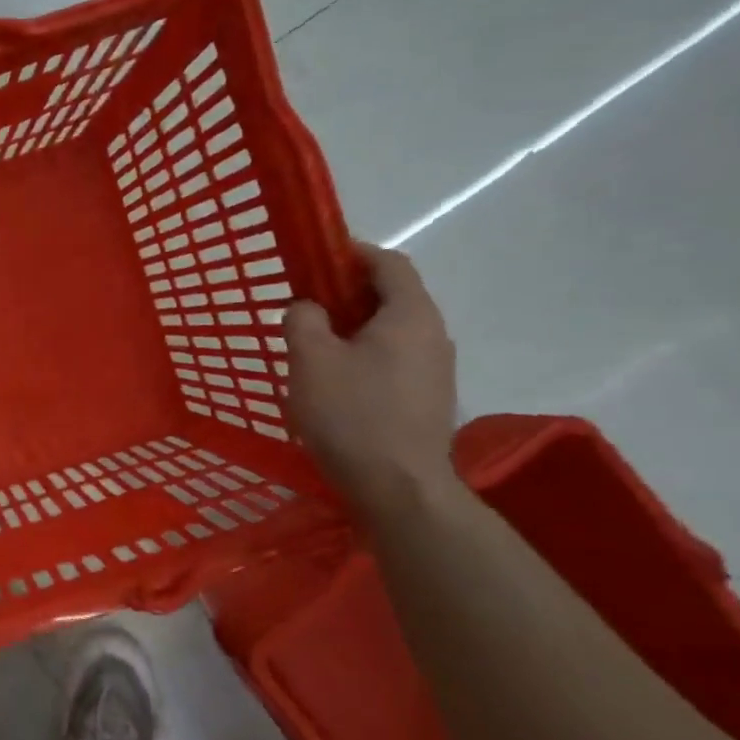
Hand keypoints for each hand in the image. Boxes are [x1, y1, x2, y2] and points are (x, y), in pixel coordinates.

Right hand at [285, 243, 459, 515]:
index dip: (353, 253)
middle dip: (348, 293)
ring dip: (355, 328)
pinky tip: (336, 382)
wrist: (399, 487)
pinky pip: (395, 360)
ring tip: (314, 345)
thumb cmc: (352, 414)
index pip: (389, 263)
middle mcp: (434, 335)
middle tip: (305, 304)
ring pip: (392, 331)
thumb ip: (303, 320)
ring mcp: (437, 370)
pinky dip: (365, 355)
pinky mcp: (428, 399)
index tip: (316, 257)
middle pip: (392, 296)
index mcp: (410, 315)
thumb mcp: (310, 359)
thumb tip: (308, 307)